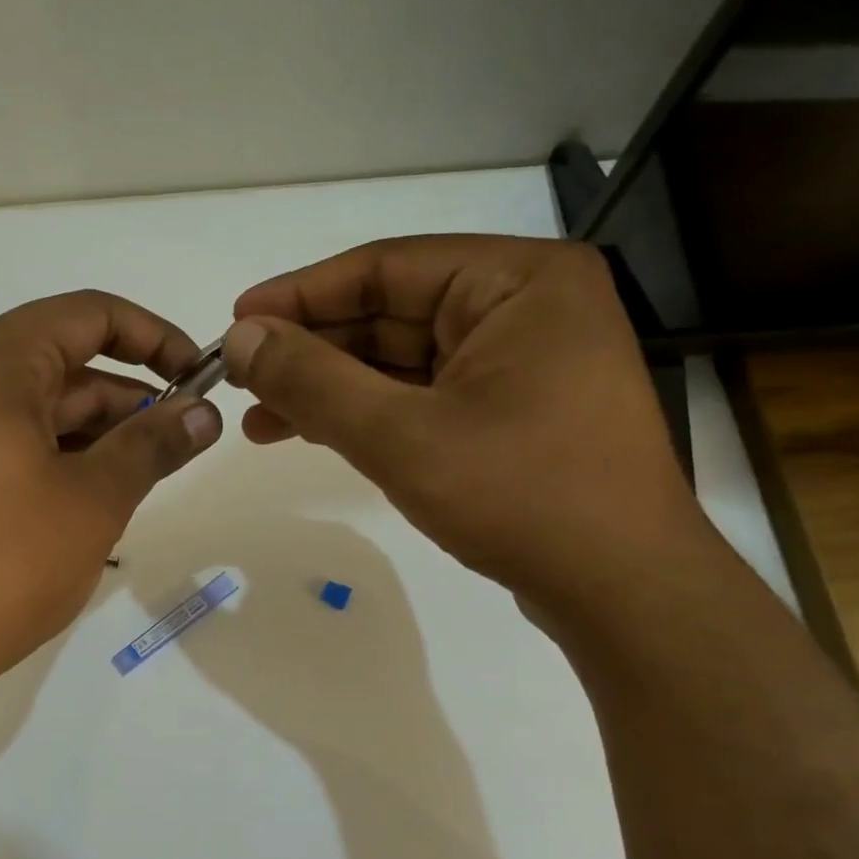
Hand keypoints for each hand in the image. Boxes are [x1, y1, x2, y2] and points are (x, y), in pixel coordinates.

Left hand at [0, 290, 221, 711]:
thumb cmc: (3, 564)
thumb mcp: (94, 500)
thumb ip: (154, 444)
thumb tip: (205, 412)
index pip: (88, 314)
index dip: (154, 337)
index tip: (197, 377)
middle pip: (59, 363)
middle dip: (126, 398)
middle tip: (177, 444)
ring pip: (30, 409)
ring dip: (91, 434)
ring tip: (137, 480)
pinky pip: (0, 443)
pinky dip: (50, 458)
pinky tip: (82, 502)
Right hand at [224, 235, 702, 610]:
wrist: (621, 591)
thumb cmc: (521, 497)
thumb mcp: (401, 436)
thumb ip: (313, 382)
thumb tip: (240, 339)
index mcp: (517, 281)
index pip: (385, 267)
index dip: (301, 295)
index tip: (237, 321)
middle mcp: (525, 307)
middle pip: (391, 314)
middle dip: (311, 351)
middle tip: (240, 379)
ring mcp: (522, 363)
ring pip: (402, 362)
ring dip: (331, 389)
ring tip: (260, 420)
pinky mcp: (512, 412)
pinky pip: (423, 396)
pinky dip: (368, 415)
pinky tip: (312, 433)